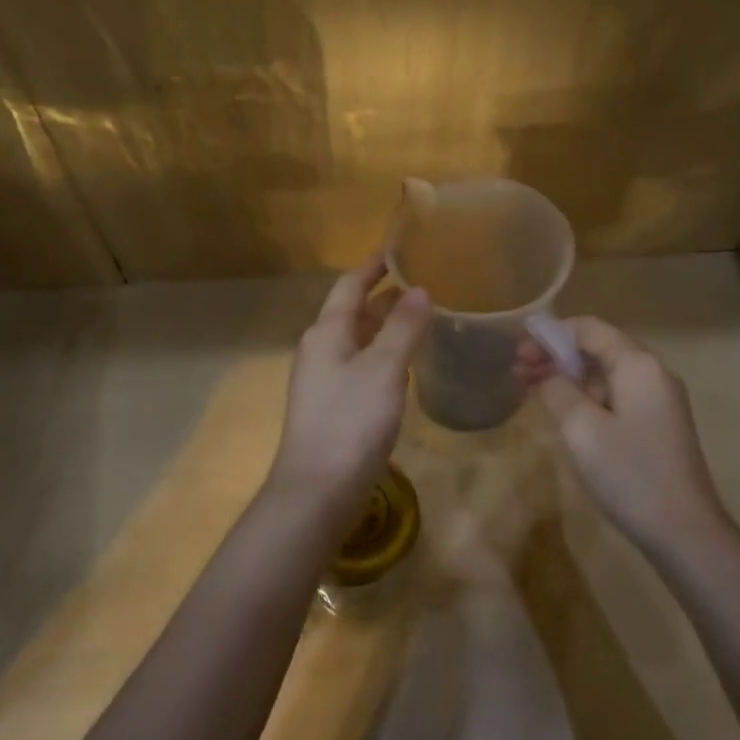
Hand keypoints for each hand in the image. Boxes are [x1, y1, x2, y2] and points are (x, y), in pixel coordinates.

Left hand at [267, 253, 431, 516]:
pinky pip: (360, 365)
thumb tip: (420, 290)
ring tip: (420, 317)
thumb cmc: (350, 421)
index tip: (397, 250)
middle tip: (421, 283)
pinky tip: (404, 364)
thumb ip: (403, 328)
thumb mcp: (383, 369)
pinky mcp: (333, 407)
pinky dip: (383, 354)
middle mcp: (320, 350)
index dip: (372, 266)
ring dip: (385, 326)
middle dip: (383, 296)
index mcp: (327, 332)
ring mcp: (324, 380)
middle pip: (352, 312)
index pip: (349, 286)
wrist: (318, 489)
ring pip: (357, 340)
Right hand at [516, 316, 732, 549]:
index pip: (589, 328)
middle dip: (556, 356)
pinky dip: (586, 397)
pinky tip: (563, 412)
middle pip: (598, 349)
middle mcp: (653, 373)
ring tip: (531, 389)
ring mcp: (659, 401)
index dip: (551, 333)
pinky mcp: (658, 425)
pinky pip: (616, 397)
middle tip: (518, 371)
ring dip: (569, 378)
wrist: (684, 531)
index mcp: (637, 364)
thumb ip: (557, 390)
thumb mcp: (581, 429)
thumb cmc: (629, 473)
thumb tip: (546, 373)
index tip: (518, 348)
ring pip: (606, 375)